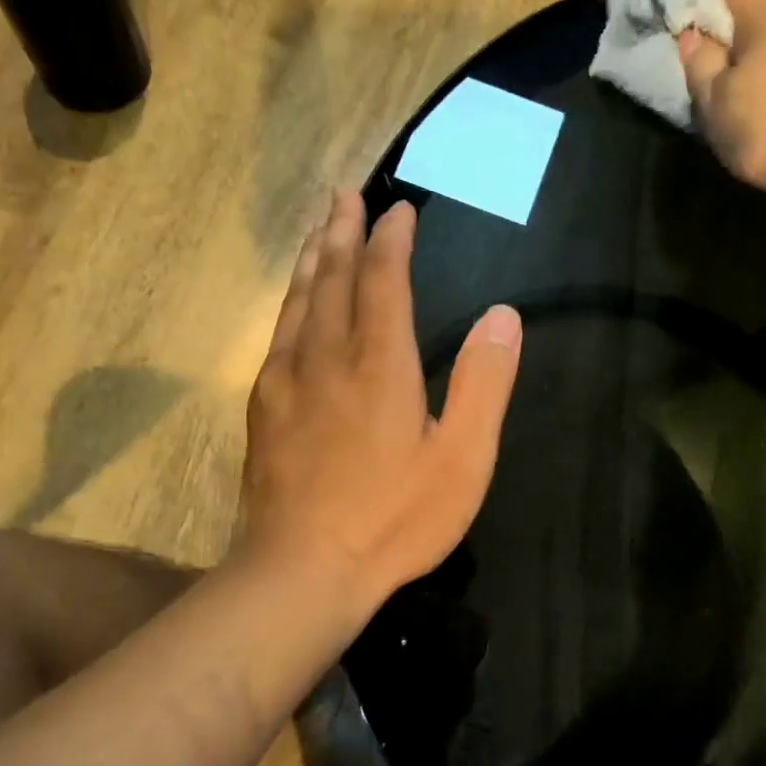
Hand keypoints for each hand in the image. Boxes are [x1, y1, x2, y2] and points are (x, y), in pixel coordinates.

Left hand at [239, 189, 521, 616]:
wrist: (303, 570)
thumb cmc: (393, 520)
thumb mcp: (462, 460)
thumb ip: (484, 383)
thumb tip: (503, 314)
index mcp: (379, 363)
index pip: (383, 280)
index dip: (391, 240)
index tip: (398, 211)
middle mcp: (326, 356)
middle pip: (330, 277)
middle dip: (340, 232)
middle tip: (343, 196)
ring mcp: (286, 382)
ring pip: (297, 302)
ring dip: (310, 261)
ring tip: (317, 232)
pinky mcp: (263, 410)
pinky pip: (277, 338)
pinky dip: (289, 306)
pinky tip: (292, 310)